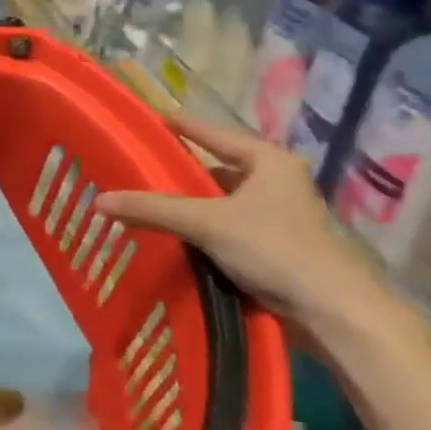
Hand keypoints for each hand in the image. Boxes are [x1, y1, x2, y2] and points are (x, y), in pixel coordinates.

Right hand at [95, 113, 394, 346]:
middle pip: (217, 169)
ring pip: (223, 201)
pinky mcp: (278, 246)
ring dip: (192, 206)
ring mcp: (280, 215)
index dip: (183, 126)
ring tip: (150, 205)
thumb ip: (153, 209)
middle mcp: (277, 181)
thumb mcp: (206, 223)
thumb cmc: (274, 248)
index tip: (154, 118)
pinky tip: (177, 236)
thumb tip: (99, 201)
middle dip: (181, 174)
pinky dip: (204, 229)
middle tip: (141, 171)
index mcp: (268, 161)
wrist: (331, 310)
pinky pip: (229, 226)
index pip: (215, 134)